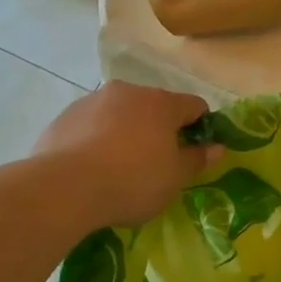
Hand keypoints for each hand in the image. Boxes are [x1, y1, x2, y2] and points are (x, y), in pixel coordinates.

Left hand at [32, 82, 218, 227]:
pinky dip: (97, 140)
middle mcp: (128, 92)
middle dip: (160, 130)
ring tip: (119, 168)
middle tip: (157, 164)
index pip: (194, 106)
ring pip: (120, 114)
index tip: (195, 153)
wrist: (63, 188)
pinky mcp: (64, 117)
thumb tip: (217, 147)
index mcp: (162, 103)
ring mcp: (92, 101)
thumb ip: (197, 159)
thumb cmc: (132, 181)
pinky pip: (91, 126)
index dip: (201, 127)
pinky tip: (91, 168)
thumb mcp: (174, 178)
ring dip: (127, 132)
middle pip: (155, 107)